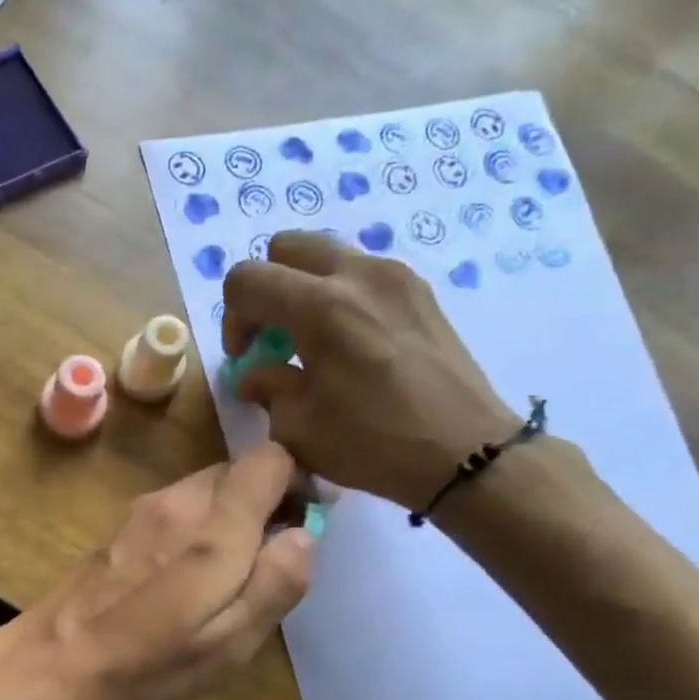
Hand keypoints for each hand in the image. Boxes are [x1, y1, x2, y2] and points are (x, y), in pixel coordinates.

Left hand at [11, 442, 314, 699]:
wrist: (56, 660)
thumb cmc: (149, 662)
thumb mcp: (230, 643)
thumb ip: (276, 583)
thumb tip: (305, 534)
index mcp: (214, 526)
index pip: (269, 458)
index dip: (296, 480)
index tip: (302, 519)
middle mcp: (179, 501)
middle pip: (238, 470)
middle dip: (263, 501)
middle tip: (268, 556)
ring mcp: (146, 509)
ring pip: (207, 488)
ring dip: (229, 514)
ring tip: (227, 572)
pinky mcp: (124, 524)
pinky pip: (178, 507)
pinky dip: (198, 524)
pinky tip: (185, 574)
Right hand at [222, 231, 516, 508]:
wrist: (466, 452)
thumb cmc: (374, 445)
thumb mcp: (299, 428)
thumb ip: (267, 388)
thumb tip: (254, 373)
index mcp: (319, 308)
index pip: (246, 279)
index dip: (233, 318)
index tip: (247, 356)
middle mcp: (357, 275)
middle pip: (285, 247)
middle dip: (266, 288)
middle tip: (273, 335)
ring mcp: (394, 276)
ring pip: (327, 254)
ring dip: (305, 287)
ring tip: (313, 338)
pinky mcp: (420, 290)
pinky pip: (363, 272)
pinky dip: (341, 294)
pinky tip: (352, 342)